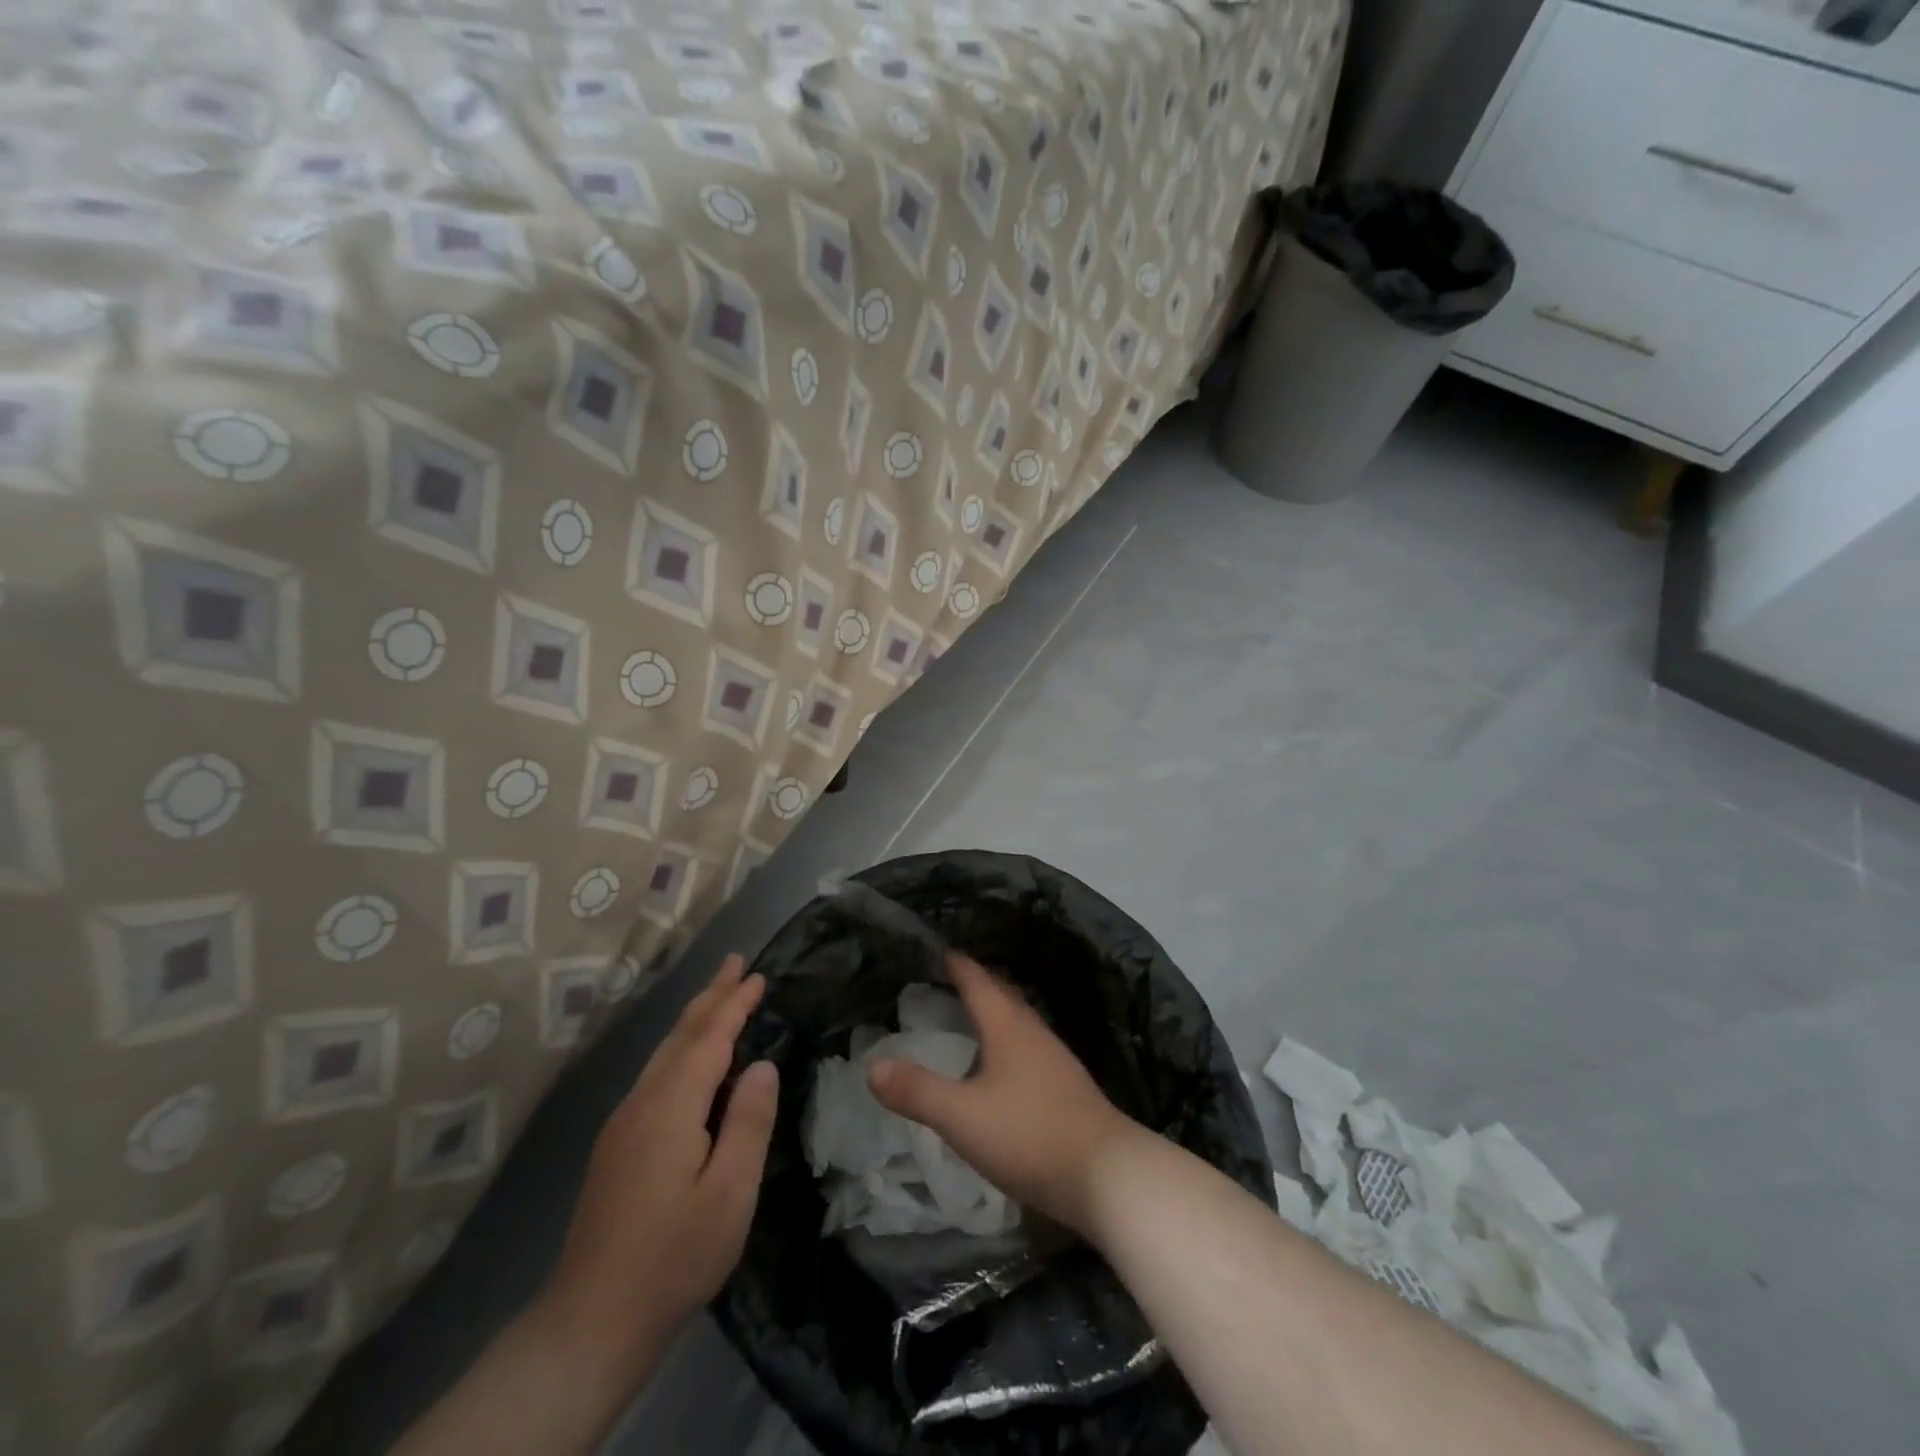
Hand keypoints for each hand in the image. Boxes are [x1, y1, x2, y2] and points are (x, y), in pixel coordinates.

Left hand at [540, 955, 778, 1375]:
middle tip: (735, 962)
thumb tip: (761, 1065)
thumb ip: (749, 1122)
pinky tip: (691, 1059)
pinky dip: (681, 1049)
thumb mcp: (730, 1193)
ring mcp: (624, 1124)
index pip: (709, 1038)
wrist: (591, 1322)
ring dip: (694, 1019)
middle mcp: (642, 1103)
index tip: (758, 973)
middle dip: (710, 995)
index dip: (735, 1003)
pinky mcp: (617, 1146)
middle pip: (680, 1035)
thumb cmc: (674, 1256)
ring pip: (664, 1053)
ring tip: (718, 995)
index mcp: (671, 1107)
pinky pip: (656, 1075)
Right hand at [867, 952, 1138, 1235]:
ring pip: (1018, 1021)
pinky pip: (1028, 1048)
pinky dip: (1007, 1042)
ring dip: (993, 1012)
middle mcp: (1033, 1032)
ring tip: (969, 1017)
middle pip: (1002, 995)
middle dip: (975, 983)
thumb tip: (872, 1065)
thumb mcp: (962, 1116)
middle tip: (946, 978)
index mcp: (1008, 1025)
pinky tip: (1000, 1067)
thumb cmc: (1028, 1134)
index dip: (956, 963)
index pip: (977, 980)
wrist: (1106, 1174)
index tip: (937, 949)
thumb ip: (917, 1091)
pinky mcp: (1066, 1087)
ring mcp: (1055, 1059)